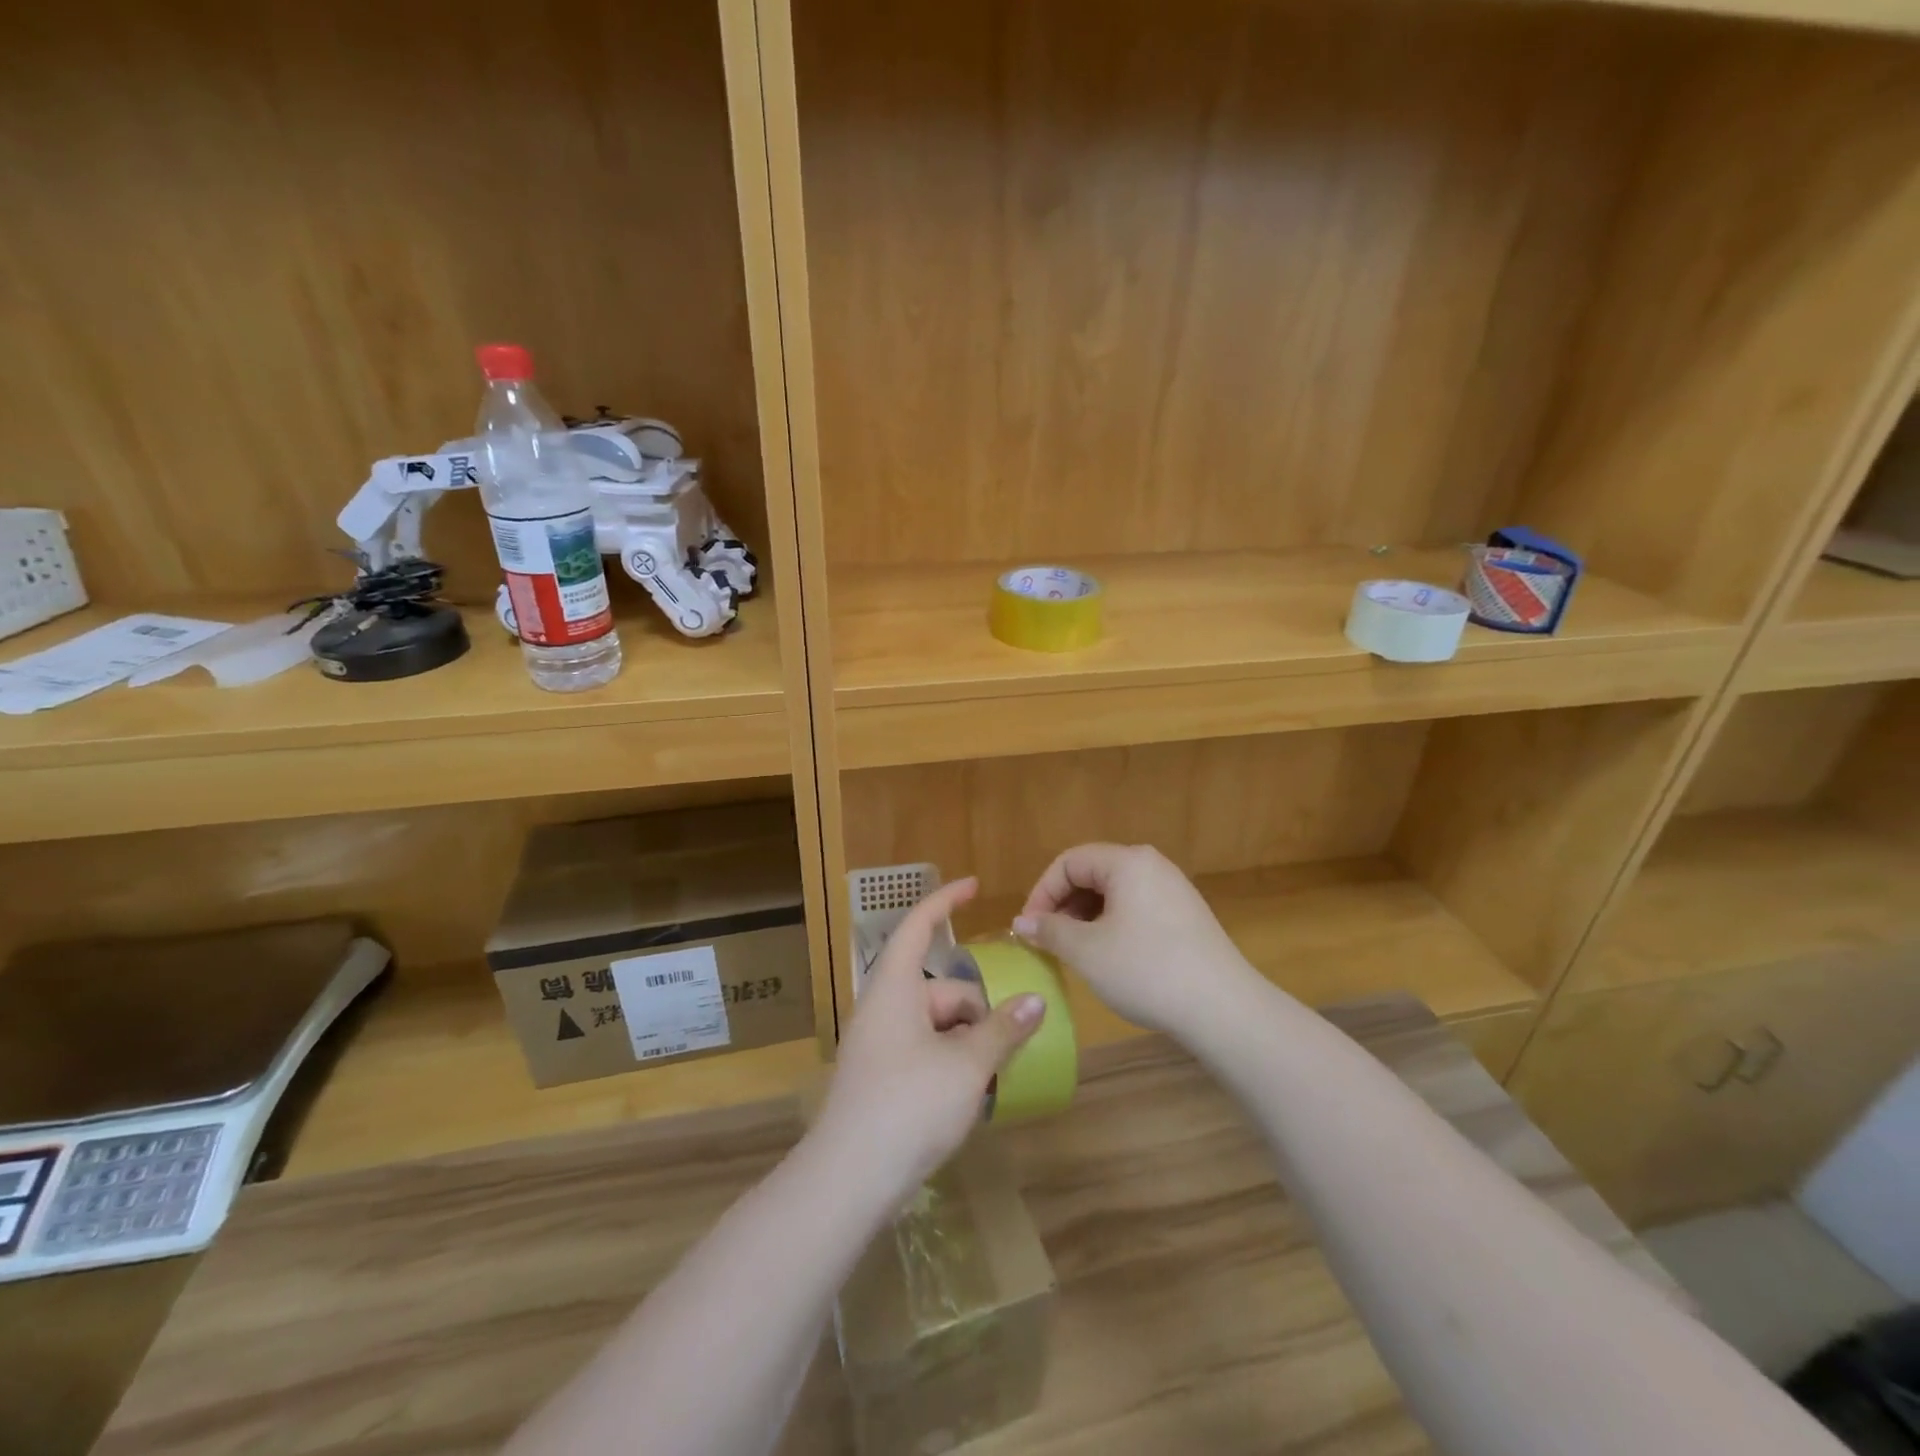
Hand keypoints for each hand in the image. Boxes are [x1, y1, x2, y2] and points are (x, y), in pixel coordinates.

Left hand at [813, 878, 1045, 1206]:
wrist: (848, 1179)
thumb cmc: (908, 1106)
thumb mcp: (967, 1065)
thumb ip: (1003, 1029)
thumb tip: (1035, 1001)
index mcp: (895, 988)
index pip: (919, 926)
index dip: (945, 901)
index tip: (973, 886)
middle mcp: (884, 1008)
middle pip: (941, 988)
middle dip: (978, 1010)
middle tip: (1009, 1044)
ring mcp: (880, 1045)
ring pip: (937, 1024)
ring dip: (969, 1042)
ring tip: (995, 1077)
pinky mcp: (882, 1077)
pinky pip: (925, 1051)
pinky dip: (952, 1062)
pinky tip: (972, 1096)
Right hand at [1012, 843, 1260, 1041]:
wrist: (1223, 1009)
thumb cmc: (1146, 970)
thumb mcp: (1086, 951)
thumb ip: (1049, 930)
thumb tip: (1022, 923)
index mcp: (1127, 861)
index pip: (1069, 862)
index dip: (1042, 892)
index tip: (1028, 928)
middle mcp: (1152, 865)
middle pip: (1092, 873)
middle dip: (1063, 904)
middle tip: (1048, 940)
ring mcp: (1173, 889)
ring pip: (1114, 892)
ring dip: (1085, 917)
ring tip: (1074, 951)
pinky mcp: (1186, 916)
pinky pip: (1136, 907)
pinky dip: (1112, 924)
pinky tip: (1109, 957)